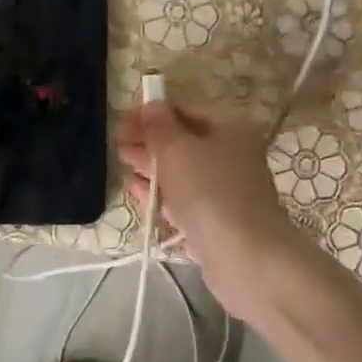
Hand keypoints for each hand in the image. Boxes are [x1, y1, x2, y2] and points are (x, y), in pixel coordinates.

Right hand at [117, 100, 305, 319]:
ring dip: (152, 171)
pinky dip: (162, 197)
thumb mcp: (177, 150)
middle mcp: (233, 158)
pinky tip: (140, 195)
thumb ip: (159, 126)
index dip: (152, 115)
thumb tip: (152, 105)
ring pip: (182, 176)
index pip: (185, 113)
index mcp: (231, 131)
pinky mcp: (216, 223)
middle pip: (183, 145)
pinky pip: (183, 203)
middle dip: (149, 144)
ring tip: (124, 168)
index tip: (122, 123)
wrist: (244, 256)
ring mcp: (225, 193)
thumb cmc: (209, 192)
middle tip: (118, 146)